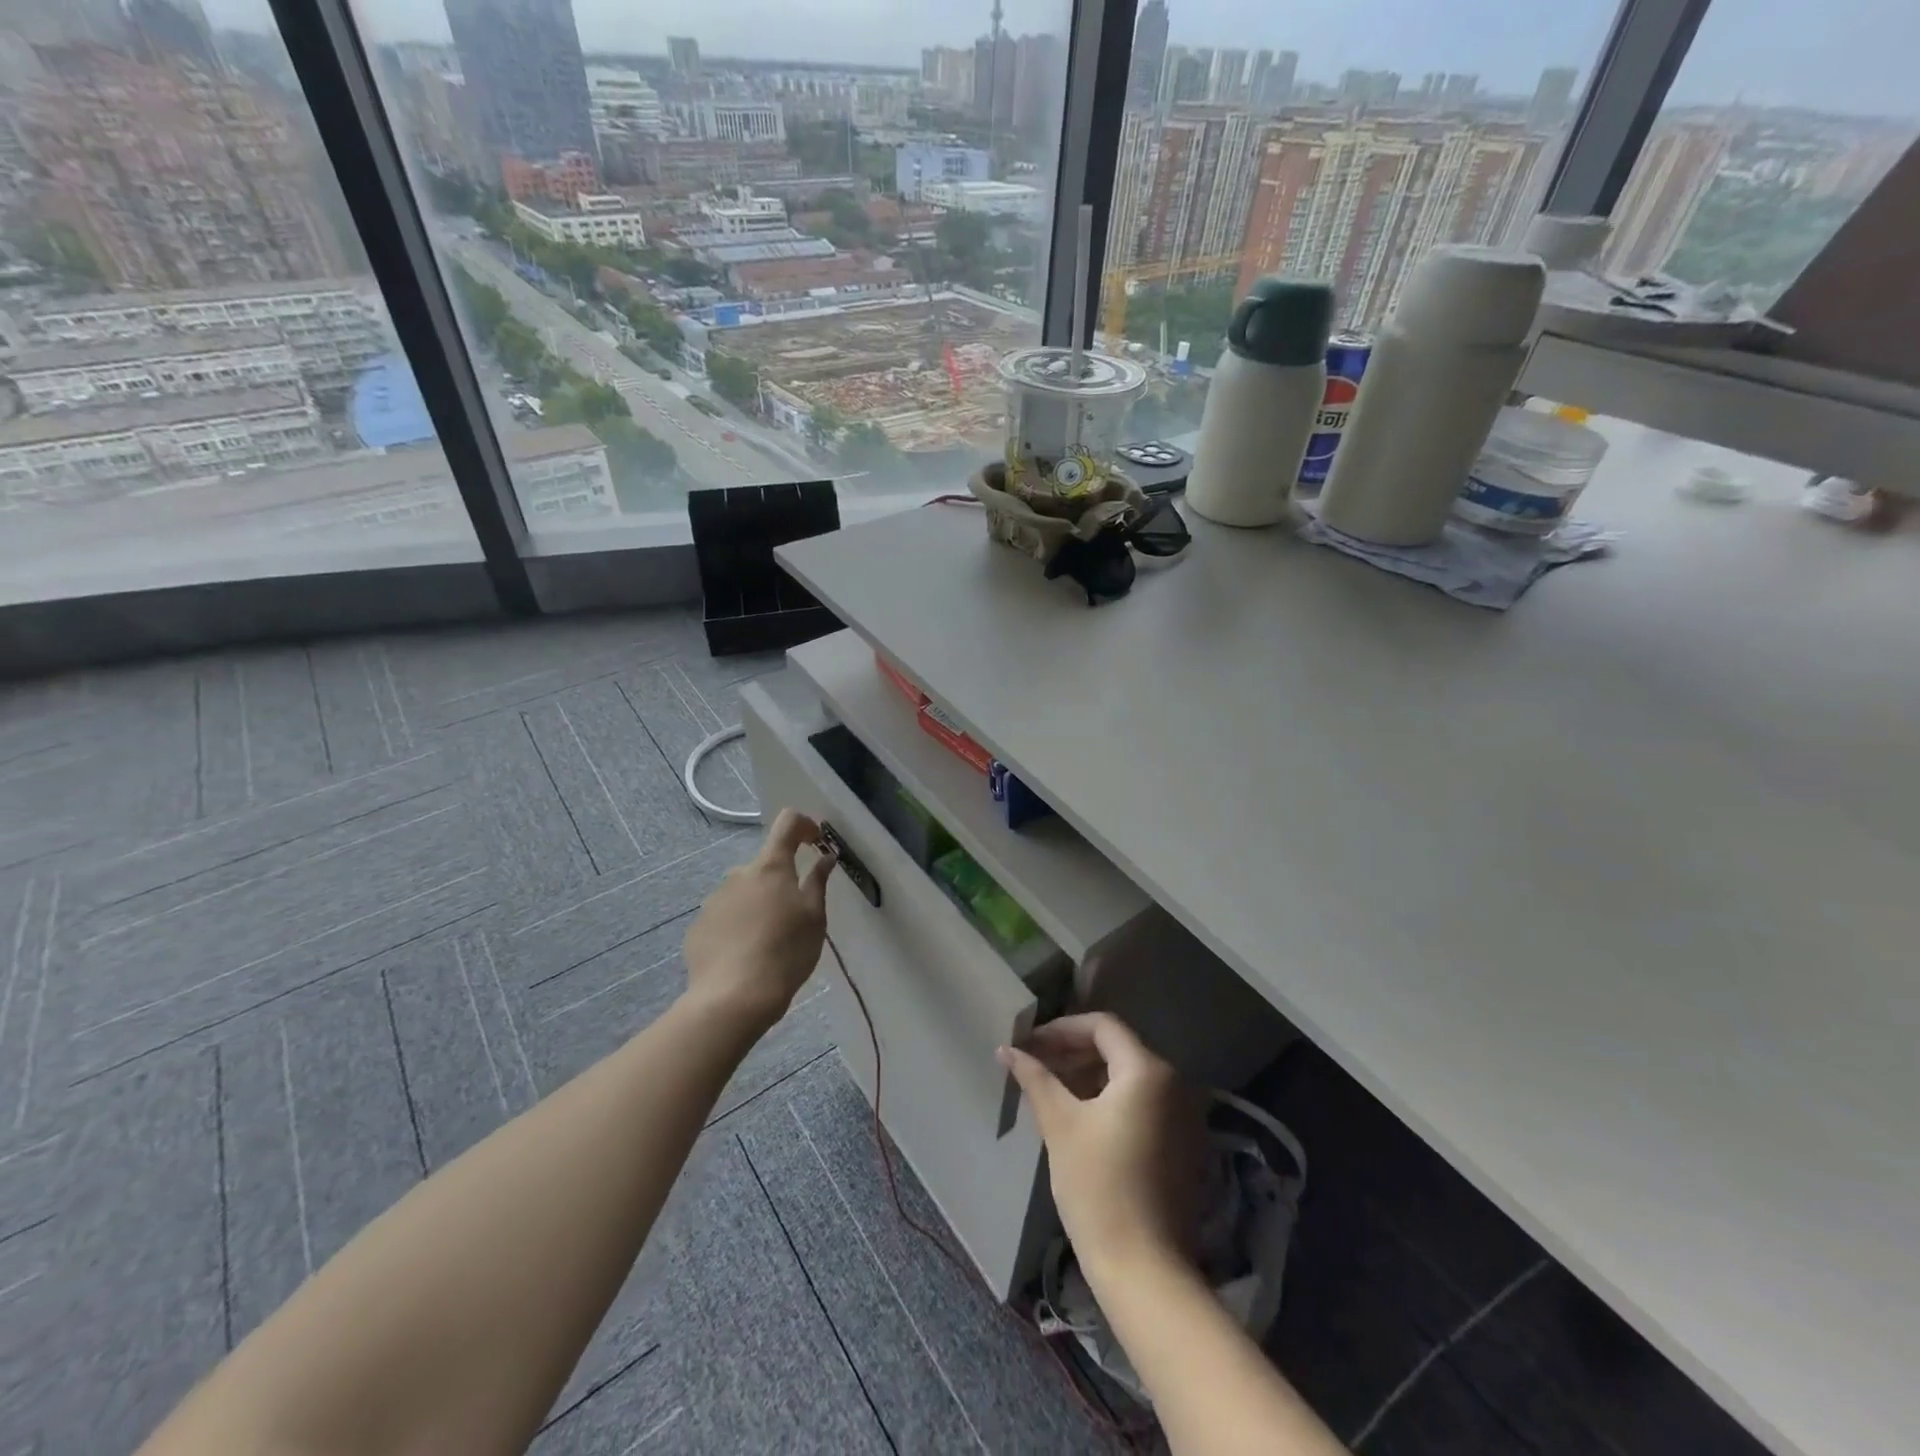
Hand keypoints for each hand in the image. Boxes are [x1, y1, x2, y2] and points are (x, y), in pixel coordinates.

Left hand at [683, 809, 833, 1030]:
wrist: (734, 997)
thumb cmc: (786, 952)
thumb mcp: (814, 917)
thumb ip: (818, 882)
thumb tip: (825, 857)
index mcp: (771, 867)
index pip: (787, 823)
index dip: (804, 825)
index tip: (815, 842)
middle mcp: (738, 874)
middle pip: (765, 866)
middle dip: (780, 881)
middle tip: (795, 915)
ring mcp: (714, 900)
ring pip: (743, 893)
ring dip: (758, 904)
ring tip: (769, 941)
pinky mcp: (698, 927)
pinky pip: (725, 917)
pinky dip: (738, 926)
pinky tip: (745, 955)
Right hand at [997, 1013, 1202, 1280]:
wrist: (1144, 1270)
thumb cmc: (1098, 1186)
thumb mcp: (1060, 1125)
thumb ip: (1035, 1078)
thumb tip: (1007, 1048)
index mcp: (1148, 1071)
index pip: (1103, 1026)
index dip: (1062, 1028)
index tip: (1030, 1043)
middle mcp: (1174, 1084)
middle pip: (1117, 1049)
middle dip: (1072, 1052)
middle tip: (1033, 1064)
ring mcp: (1183, 1116)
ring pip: (1128, 1077)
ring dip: (1088, 1075)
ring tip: (1049, 1089)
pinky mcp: (1182, 1144)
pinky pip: (1142, 1103)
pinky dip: (1110, 1099)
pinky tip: (1078, 1116)